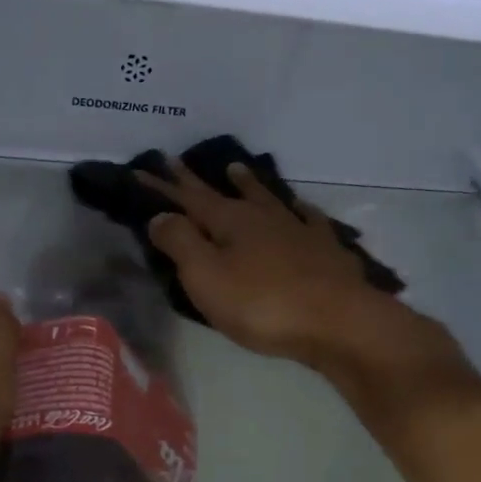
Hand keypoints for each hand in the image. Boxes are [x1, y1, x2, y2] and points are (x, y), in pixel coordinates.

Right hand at [143, 159, 472, 400]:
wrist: (339, 321)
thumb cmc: (263, 304)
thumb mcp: (207, 277)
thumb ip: (180, 243)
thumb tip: (160, 216)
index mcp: (229, 222)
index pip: (187, 199)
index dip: (163, 187)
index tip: (141, 169)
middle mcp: (263, 217)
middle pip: (224, 194)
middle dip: (197, 180)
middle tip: (178, 160)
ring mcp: (298, 230)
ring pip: (267, 199)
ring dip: (248, 184)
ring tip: (236, 169)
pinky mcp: (326, 250)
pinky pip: (309, 220)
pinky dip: (299, 211)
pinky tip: (300, 209)